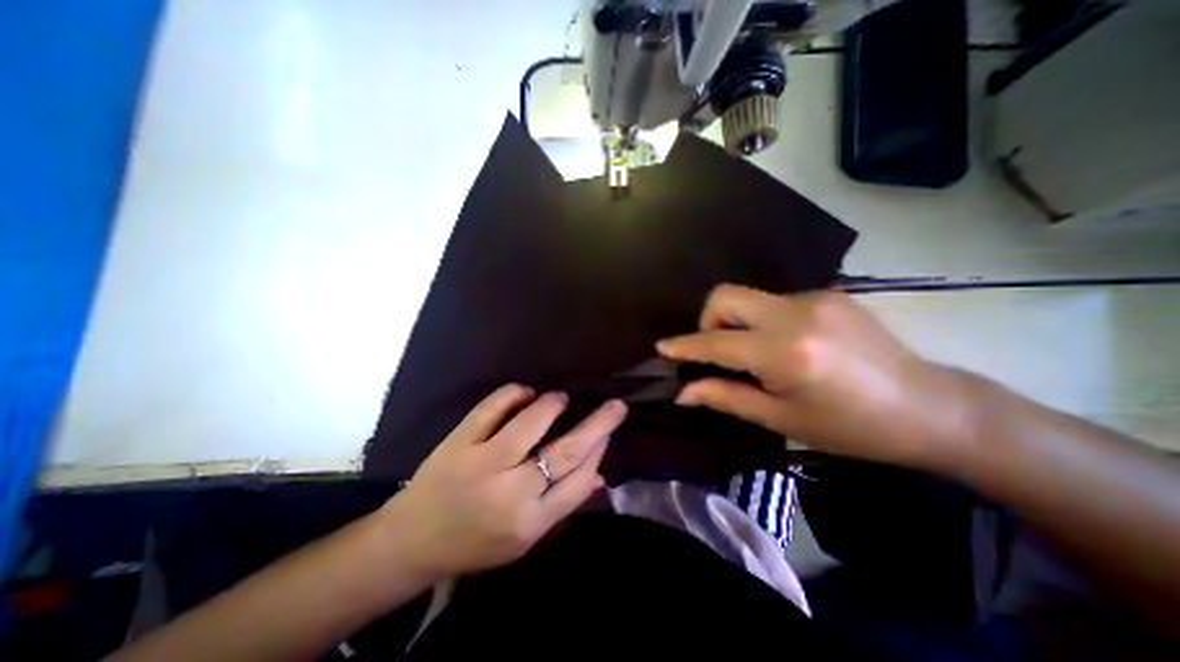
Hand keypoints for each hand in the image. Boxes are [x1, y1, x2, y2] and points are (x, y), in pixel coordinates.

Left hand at [379, 384, 626, 575]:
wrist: (412, 542)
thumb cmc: (475, 542)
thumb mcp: (524, 539)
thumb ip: (562, 504)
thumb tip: (598, 472)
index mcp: (530, 522)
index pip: (578, 481)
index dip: (599, 452)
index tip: (609, 432)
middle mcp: (511, 493)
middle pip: (566, 451)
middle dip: (598, 425)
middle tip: (616, 406)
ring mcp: (482, 464)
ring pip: (529, 425)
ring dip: (552, 405)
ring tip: (561, 398)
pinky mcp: (458, 444)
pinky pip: (489, 410)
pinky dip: (511, 394)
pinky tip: (524, 391)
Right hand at [655, 287, 967, 468]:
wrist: (930, 408)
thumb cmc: (851, 428)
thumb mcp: (781, 419)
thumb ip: (726, 397)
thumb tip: (683, 392)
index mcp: (786, 354)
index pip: (716, 343)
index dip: (684, 345)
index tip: (662, 347)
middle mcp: (796, 315)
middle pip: (726, 296)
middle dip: (708, 321)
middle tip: (717, 351)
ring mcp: (815, 298)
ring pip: (749, 298)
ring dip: (738, 323)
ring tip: (756, 355)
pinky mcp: (828, 294)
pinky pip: (774, 301)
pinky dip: (763, 321)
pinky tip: (786, 345)